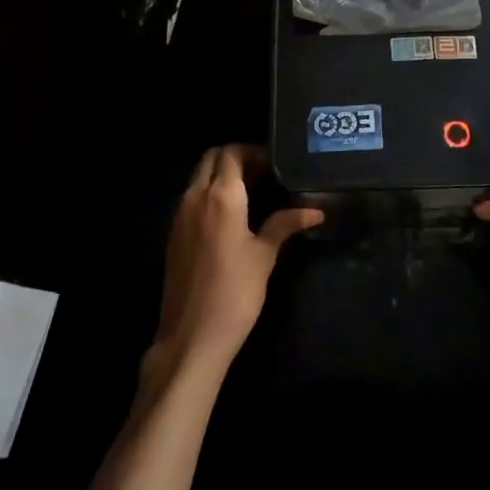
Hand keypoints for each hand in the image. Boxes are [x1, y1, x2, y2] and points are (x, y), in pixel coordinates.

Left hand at [151, 145, 322, 379]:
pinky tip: (229, 216)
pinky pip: (190, 198)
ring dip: (220, 175)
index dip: (252, 152)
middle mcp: (196, 197)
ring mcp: (180, 215)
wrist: (191, 337)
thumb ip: (285, 224)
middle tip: (262, 174)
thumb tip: (316, 211)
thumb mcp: (265, 256)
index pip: (231, 153)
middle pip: (211, 159)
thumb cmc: (235, 293)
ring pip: (198, 177)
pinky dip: (208, 194)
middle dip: (234, 158)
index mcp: (221, 196)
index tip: (274, 164)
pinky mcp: (173, 234)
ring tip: (250, 192)